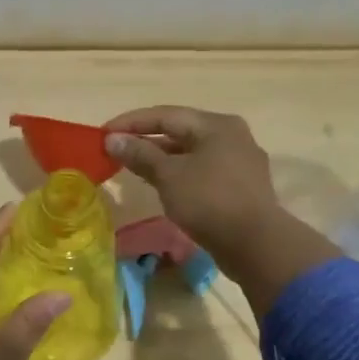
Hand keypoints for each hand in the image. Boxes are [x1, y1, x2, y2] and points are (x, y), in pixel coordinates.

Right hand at [101, 106, 281, 258]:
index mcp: (216, 125)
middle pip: (180, 131)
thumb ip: (140, 154)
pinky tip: (162, 185)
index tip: (102, 133)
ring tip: (132, 167)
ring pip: (191, 153)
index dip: (131, 122)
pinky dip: (179, 174)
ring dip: (161, 159)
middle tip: (115, 150)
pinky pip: (202, 171)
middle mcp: (231, 136)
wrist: (256, 245)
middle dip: (145, 140)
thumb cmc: (209, 201)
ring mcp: (239, 162)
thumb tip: (112, 139)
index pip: (165, 114)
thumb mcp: (169, 175)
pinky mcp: (241, 187)